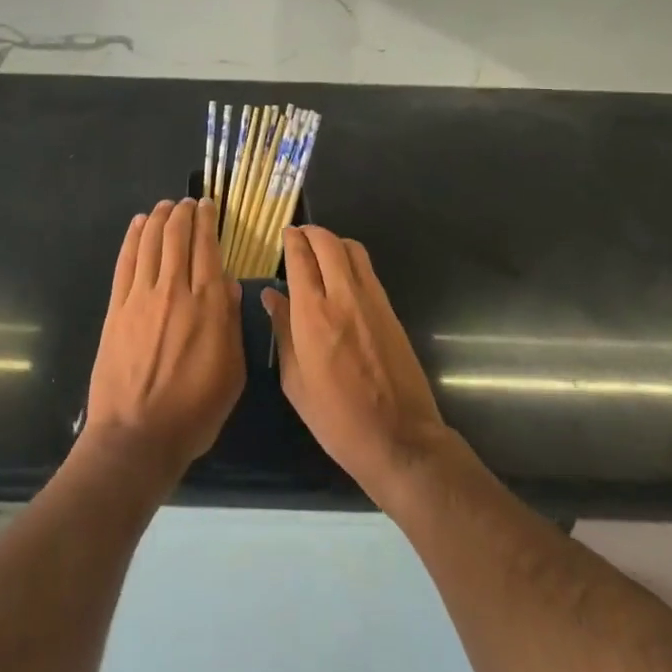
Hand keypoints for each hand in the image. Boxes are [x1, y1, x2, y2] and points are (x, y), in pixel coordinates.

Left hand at [83, 198, 243, 486]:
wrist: (137, 436)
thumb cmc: (194, 411)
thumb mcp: (232, 372)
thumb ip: (230, 323)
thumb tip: (227, 284)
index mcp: (207, 305)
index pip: (207, 247)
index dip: (207, 221)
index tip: (208, 205)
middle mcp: (174, 291)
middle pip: (177, 237)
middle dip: (183, 213)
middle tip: (187, 201)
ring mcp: (141, 297)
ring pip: (150, 242)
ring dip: (158, 218)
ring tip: (165, 205)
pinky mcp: (116, 308)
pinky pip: (125, 262)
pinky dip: (132, 238)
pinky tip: (138, 225)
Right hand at [265, 226, 452, 508]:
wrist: (400, 439)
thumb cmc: (336, 418)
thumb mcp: (295, 382)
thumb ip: (282, 332)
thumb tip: (271, 296)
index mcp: (313, 314)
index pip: (300, 258)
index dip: (291, 240)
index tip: (284, 234)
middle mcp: (343, 296)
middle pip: (328, 243)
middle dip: (311, 232)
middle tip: (299, 236)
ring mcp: (372, 300)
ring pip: (353, 249)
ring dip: (334, 242)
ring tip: (320, 252)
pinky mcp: (391, 309)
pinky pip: (368, 270)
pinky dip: (351, 260)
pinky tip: (342, 276)